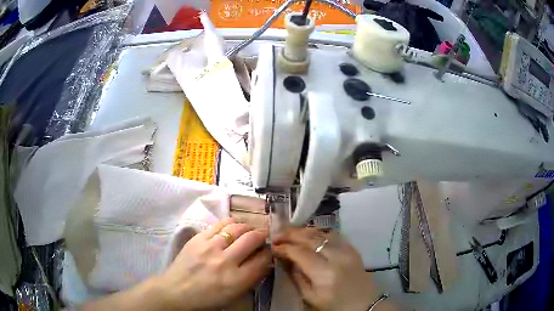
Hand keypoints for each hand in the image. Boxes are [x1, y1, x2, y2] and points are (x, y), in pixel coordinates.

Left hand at [158, 218, 271, 309]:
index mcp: (236, 280)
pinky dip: (231, 223)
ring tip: (248, 230)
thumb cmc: (207, 299)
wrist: (176, 292)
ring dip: (248, 227)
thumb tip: (264, 260)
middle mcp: (225, 261)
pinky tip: (233, 227)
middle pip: (253, 238)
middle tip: (262, 237)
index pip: (263, 259)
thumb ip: (252, 278)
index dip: (269, 252)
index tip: (268, 251)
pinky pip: (220, 223)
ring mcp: (210, 247)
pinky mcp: (198, 238)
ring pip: (237, 227)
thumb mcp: (234, 295)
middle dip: (262, 236)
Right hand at [273, 227, 390, 310]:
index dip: (285, 248)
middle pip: (311, 239)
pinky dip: (318, 232)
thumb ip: (296, 277)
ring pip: (322, 233)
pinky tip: (310, 235)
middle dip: (291, 234)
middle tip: (277, 234)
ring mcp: (347, 250)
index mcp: (325, 274)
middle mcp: (337, 257)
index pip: (300, 253)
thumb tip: (285, 259)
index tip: (273, 247)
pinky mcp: (352, 248)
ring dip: (304, 231)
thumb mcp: (310, 297)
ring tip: (290, 232)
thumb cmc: (335, 305)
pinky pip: (333, 234)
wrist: (364, 304)